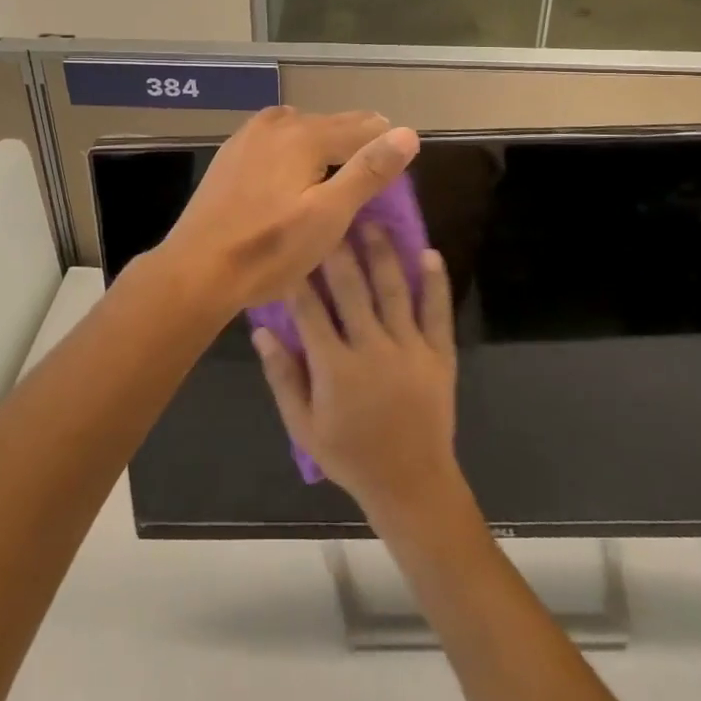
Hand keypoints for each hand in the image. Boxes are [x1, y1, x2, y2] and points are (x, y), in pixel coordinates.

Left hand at [152, 107, 418, 323]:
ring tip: (338, 153)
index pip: (358, 127)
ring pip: (297, 126)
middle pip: (328, 122)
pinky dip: (292, 142)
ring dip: (322, 135)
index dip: (383, 137)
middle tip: (377, 148)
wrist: (197, 269)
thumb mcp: (329, 215)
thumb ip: (368, 172)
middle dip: (355, 134)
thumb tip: (408, 133)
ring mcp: (247, 138)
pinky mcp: (229, 157)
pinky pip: (272, 136)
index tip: (402, 146)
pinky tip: (290, 161)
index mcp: (304, 136)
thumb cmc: (269, 249)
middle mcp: (275, 125)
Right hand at [252, 224, 461, 522]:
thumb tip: (260, 333)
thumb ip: (282, 377)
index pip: (309, 310)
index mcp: (335, 368)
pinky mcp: (440, 355)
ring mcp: (410, 350)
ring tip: (372, 222)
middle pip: (351, 289)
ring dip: (382, 254)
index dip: (298, 275)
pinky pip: (438, 313)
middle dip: (338, 250)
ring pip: (393, 291)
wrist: (411, 484)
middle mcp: (372, 350)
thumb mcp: (303, 426)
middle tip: (331, 216)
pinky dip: (435, 283)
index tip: (291, 245)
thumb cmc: (350, 456)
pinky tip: (429, 253)